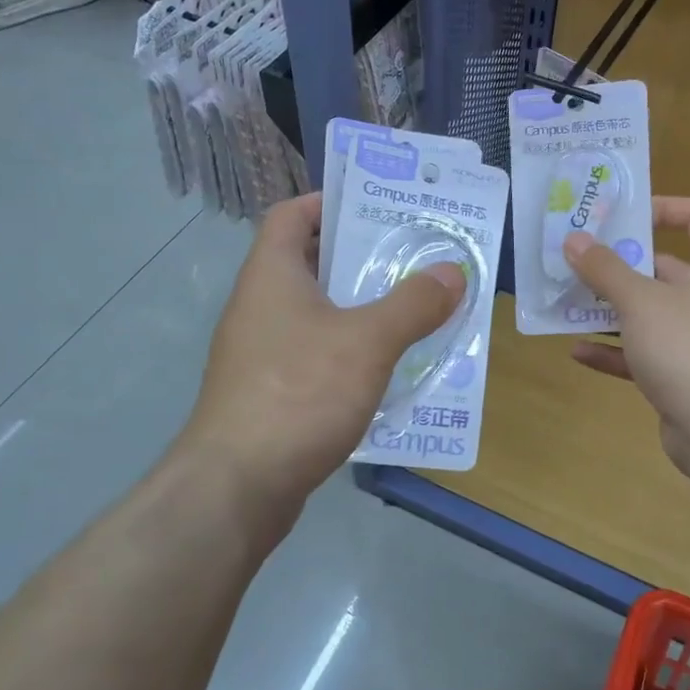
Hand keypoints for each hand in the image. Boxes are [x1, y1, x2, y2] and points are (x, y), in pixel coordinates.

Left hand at [177, 194, 464, 513]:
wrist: (236, 487)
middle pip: (310, 263)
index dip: (329, 202)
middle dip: (362, 258)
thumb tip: (452, 271)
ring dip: (362, 309)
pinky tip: (388, 369)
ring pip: (318, 314)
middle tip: (415, 258)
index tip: (376, 207)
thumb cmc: (298, 394)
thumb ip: (413, 304)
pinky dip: (351, 353)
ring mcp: (261, 354)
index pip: (291, 214)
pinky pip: (317, 357)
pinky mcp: (271, 394)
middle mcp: (260, 307)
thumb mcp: (367, 341)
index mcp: (271, 275)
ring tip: (414, 310)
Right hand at [565, 197, 689, 474]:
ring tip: (569, 300)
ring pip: (651, 312)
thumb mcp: (639, 300)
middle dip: (621, 263)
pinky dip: (615, 350)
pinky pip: (644, 352)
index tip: (622, 215)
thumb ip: (604, 268)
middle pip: (666, 266)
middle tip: (579, 258)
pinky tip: (577, 351)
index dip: (664, 207)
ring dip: (611, 308)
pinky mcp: (684, 373)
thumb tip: (574, 240)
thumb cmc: (685, 347)